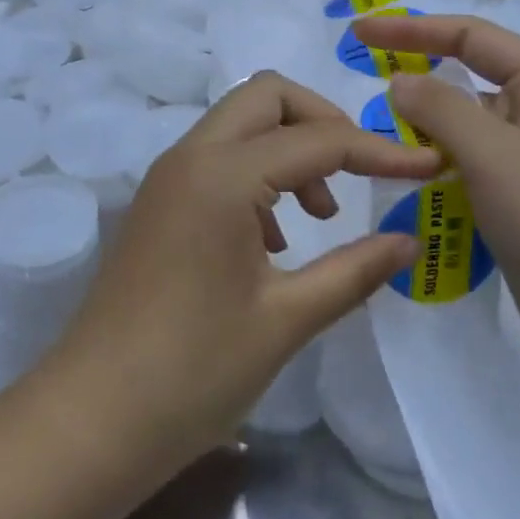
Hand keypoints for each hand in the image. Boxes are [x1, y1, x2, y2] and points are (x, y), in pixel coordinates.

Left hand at [48, 72, 439, 467]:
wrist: (92, 420)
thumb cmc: (193, 372)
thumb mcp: (286, 319)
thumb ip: (354, 270)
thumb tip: (409, 240)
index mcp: (222, 176)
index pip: (317, 140)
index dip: (380, 152)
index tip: (427, 167)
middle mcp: (189, 158)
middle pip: (267, 98)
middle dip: (323, 121)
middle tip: (360, 171)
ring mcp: (167, 179)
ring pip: (239, 124)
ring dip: (288, 147)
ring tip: (319, 215)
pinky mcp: (158, 204)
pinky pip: (217, 159)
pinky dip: (257, 173)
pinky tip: (274, 238)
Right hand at [351, 13, 519, 372]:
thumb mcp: (493, 153)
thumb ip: (440, 108)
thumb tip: (400, 81)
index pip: (470, 36)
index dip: (413, 29)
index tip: (360, 32)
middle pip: (466, 80)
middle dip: (417, 82)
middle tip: (363, 93)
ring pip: (462, 129)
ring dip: (423, 131)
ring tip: (377, 142)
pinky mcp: (517, 201)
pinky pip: (466, 168)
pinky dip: (435, 168)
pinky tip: (406, 183)